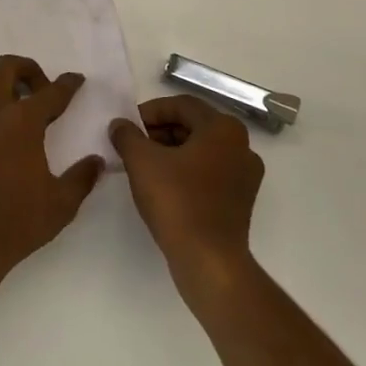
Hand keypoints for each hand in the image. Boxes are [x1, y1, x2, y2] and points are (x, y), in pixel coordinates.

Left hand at [0, 54, 106, 283]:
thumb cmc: (17, 222)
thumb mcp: (61, 203)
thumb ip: (82, 177)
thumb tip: (97, 161)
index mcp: (22, 122)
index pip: (51, 92)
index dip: (68, 84)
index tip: (75, 80)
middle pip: (6, 67)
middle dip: (28, 69)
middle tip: (41, 89)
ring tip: (8, 98)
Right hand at [109, 96, 263, 303]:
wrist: (209, 260)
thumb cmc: (177, 202)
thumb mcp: (141, 161)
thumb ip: (127, 135)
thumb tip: (120, 124)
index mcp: (223, 128)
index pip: (181, 105)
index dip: (150, 111)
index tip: (127, 127)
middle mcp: (242, 145)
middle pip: (193, 125)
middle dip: (159, 131)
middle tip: (133, 145)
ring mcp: (245, 174)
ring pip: (201, 149)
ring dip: (171, 151)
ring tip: (143, 166)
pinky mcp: (241, 199)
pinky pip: (209, 172)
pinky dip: (186, 171)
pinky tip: (163, 186)